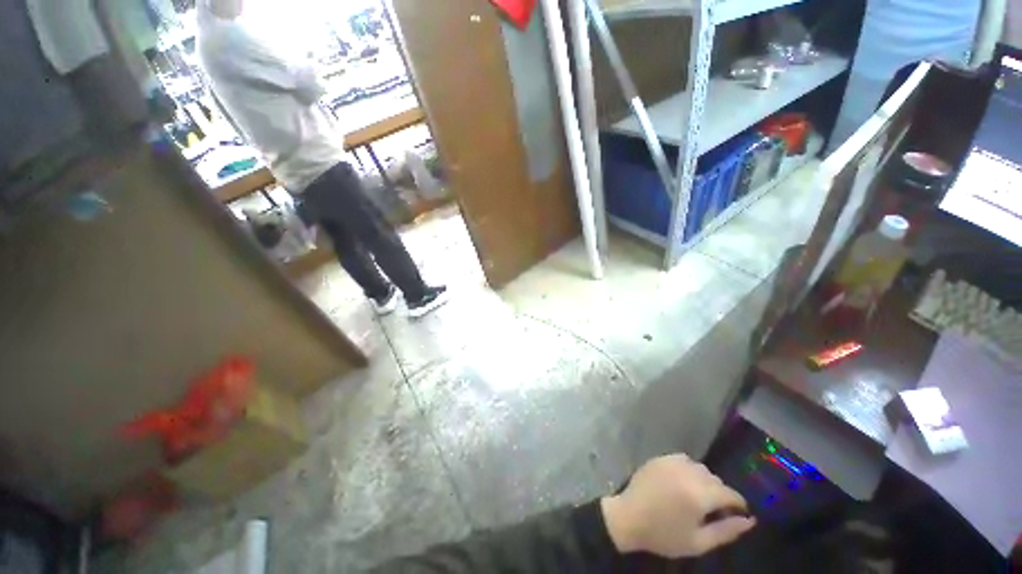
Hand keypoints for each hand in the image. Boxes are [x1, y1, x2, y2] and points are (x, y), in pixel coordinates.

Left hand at [600, 454, 755, 557]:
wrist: (629, 517)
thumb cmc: (664, 535)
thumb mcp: (699, 542)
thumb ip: (727, 531)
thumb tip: (750, 520)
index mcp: (699, 495)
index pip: (729, 494)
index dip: (738, 504)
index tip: (738, 513)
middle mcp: (687, 473)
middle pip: (715, 479)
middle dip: (720, 494)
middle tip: (714, 510)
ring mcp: (672, 462)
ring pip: (700, 468)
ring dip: (705, 480)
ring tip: (697, 497)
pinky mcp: (660, 458)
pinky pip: (684, 459)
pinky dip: (689, 469)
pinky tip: (683, 483)